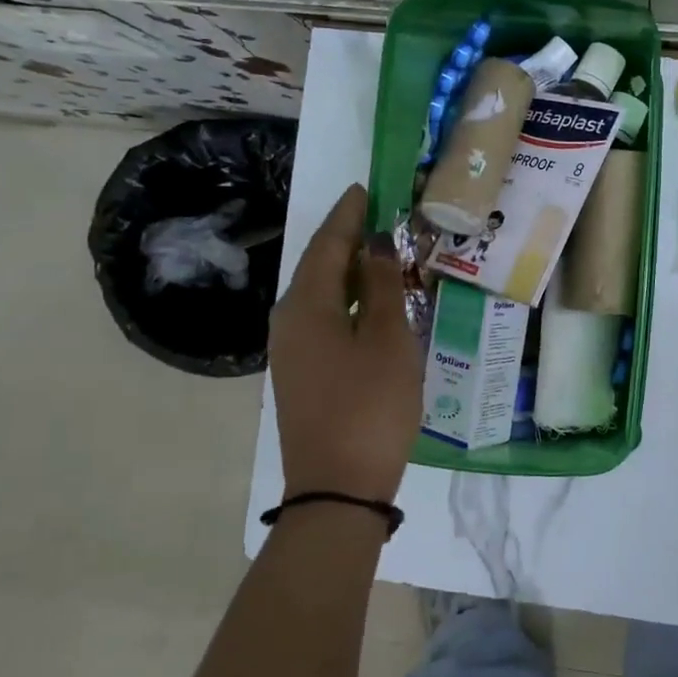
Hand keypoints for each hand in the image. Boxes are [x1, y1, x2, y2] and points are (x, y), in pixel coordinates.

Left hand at [269, 184, 421, 500]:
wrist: (338, 488)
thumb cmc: (370, 406)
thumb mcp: (388, 340)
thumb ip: (384, 286)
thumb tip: (376, 243)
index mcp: (307, 305)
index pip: (327, 244)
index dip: (348, 215)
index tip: (366, 188)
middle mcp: (289, 321)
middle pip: (319, 267)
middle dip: (347, 240)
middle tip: (379, 217)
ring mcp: (291, 351)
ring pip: (321, 295)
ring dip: (350, 272)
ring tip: (382, 255)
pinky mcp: (302, 374)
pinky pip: (324, 320)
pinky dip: (348, 301)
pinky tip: (372, 306)